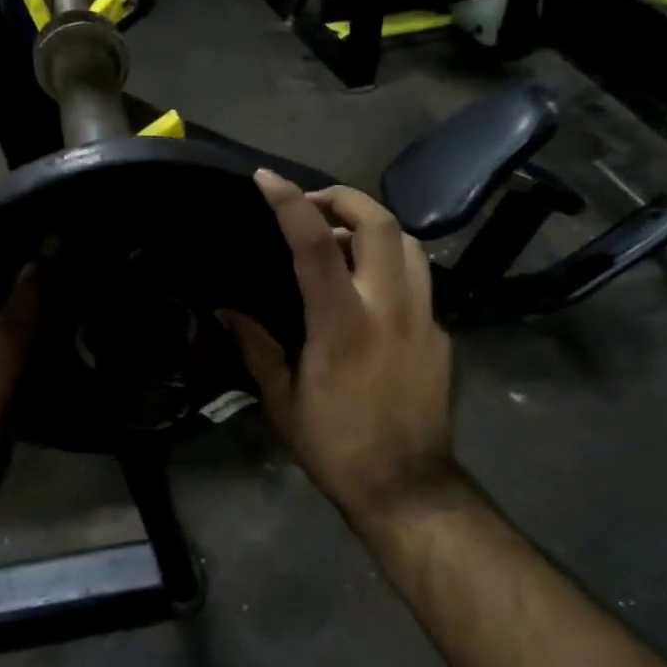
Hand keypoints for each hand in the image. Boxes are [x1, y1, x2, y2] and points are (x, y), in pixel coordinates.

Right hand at [221, 170, 456, 531]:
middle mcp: (390, 308)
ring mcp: (425, 318)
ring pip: (410, 244)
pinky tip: (370, 293)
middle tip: (315, 204)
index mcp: (343, 324)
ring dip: (375, 228)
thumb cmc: (335, 445)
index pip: (316, 244)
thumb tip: (226, 310)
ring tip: (344, 243)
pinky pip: (419, 281)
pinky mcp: (441, 334)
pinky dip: (391, 268)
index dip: (290, 203)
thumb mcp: (282, 400)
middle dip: (346, 197)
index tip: (267, 179)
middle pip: (381, 223)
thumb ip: (256, 346)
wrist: (407, 486)